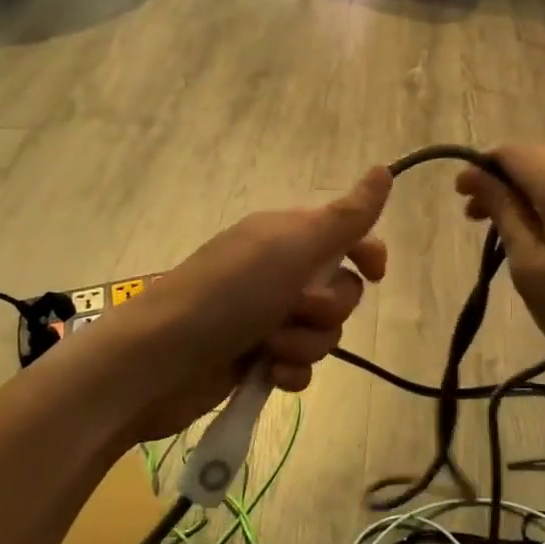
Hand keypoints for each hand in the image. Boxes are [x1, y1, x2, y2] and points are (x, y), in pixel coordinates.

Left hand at [92, 168, 391, 446]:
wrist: (158, 361)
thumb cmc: (228, 294)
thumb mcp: (292, 248)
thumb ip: (345, 217)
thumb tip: (385, 170)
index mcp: (285, 236)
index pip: (345, 235)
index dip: (365, 253)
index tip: (375, 273)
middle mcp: (278, 272)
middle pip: (340, 290)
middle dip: (327, 308)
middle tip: (295, 309)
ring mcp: (266, 316)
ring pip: (322, 332)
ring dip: (304, 342)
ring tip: (269, 346)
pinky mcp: (256, 357)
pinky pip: (299, 365)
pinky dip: (289, 371)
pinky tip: (269, 374)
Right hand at [455, 131, 544, 394]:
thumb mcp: (531, 267)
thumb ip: (504, 212)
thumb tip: (476, 176)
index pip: (510, 154)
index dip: (480, 170)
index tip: (462, 199)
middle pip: (541, 154)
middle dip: (507, 178)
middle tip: (482, 216)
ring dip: (540, 179)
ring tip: (523, 214)